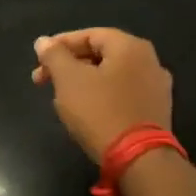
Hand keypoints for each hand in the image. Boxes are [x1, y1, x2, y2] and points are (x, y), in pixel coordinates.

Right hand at [32, 28, 172, 162]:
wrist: (139, 160)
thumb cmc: (100, 112)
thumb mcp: (69, 80)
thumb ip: (55, 56)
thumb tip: (43, 41)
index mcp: (130, 46)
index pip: (89, 35)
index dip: (60, 45)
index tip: (38, 61)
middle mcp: (149, 61)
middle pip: (102, 54)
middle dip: (69, 66)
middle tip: (44, 81)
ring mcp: (157, 87)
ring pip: (112, 76)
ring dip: (84, 82)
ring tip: (62, 99)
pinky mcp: (157, 111)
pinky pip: (123, 95)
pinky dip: (102, 97)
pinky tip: (87, 113)